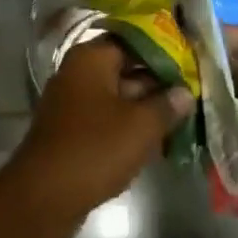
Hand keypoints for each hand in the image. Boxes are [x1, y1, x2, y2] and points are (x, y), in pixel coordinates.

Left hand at [3, 38, 193, 237]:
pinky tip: (157, 139)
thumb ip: (166, 105)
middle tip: (193, 90)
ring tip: (183, 115)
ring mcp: (72, 103)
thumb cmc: (95, 148)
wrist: (44, 197)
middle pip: (125, 68)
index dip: (164, 49)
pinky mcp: (72, 131)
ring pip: (117, 96)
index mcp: (91, 58)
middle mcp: (78, 73)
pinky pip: (106, 119)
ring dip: (146, 106)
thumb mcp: (140, 126)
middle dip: (158, 81)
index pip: (133, 40)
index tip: (191, 60)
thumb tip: (185, 92)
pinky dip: (129, 125)